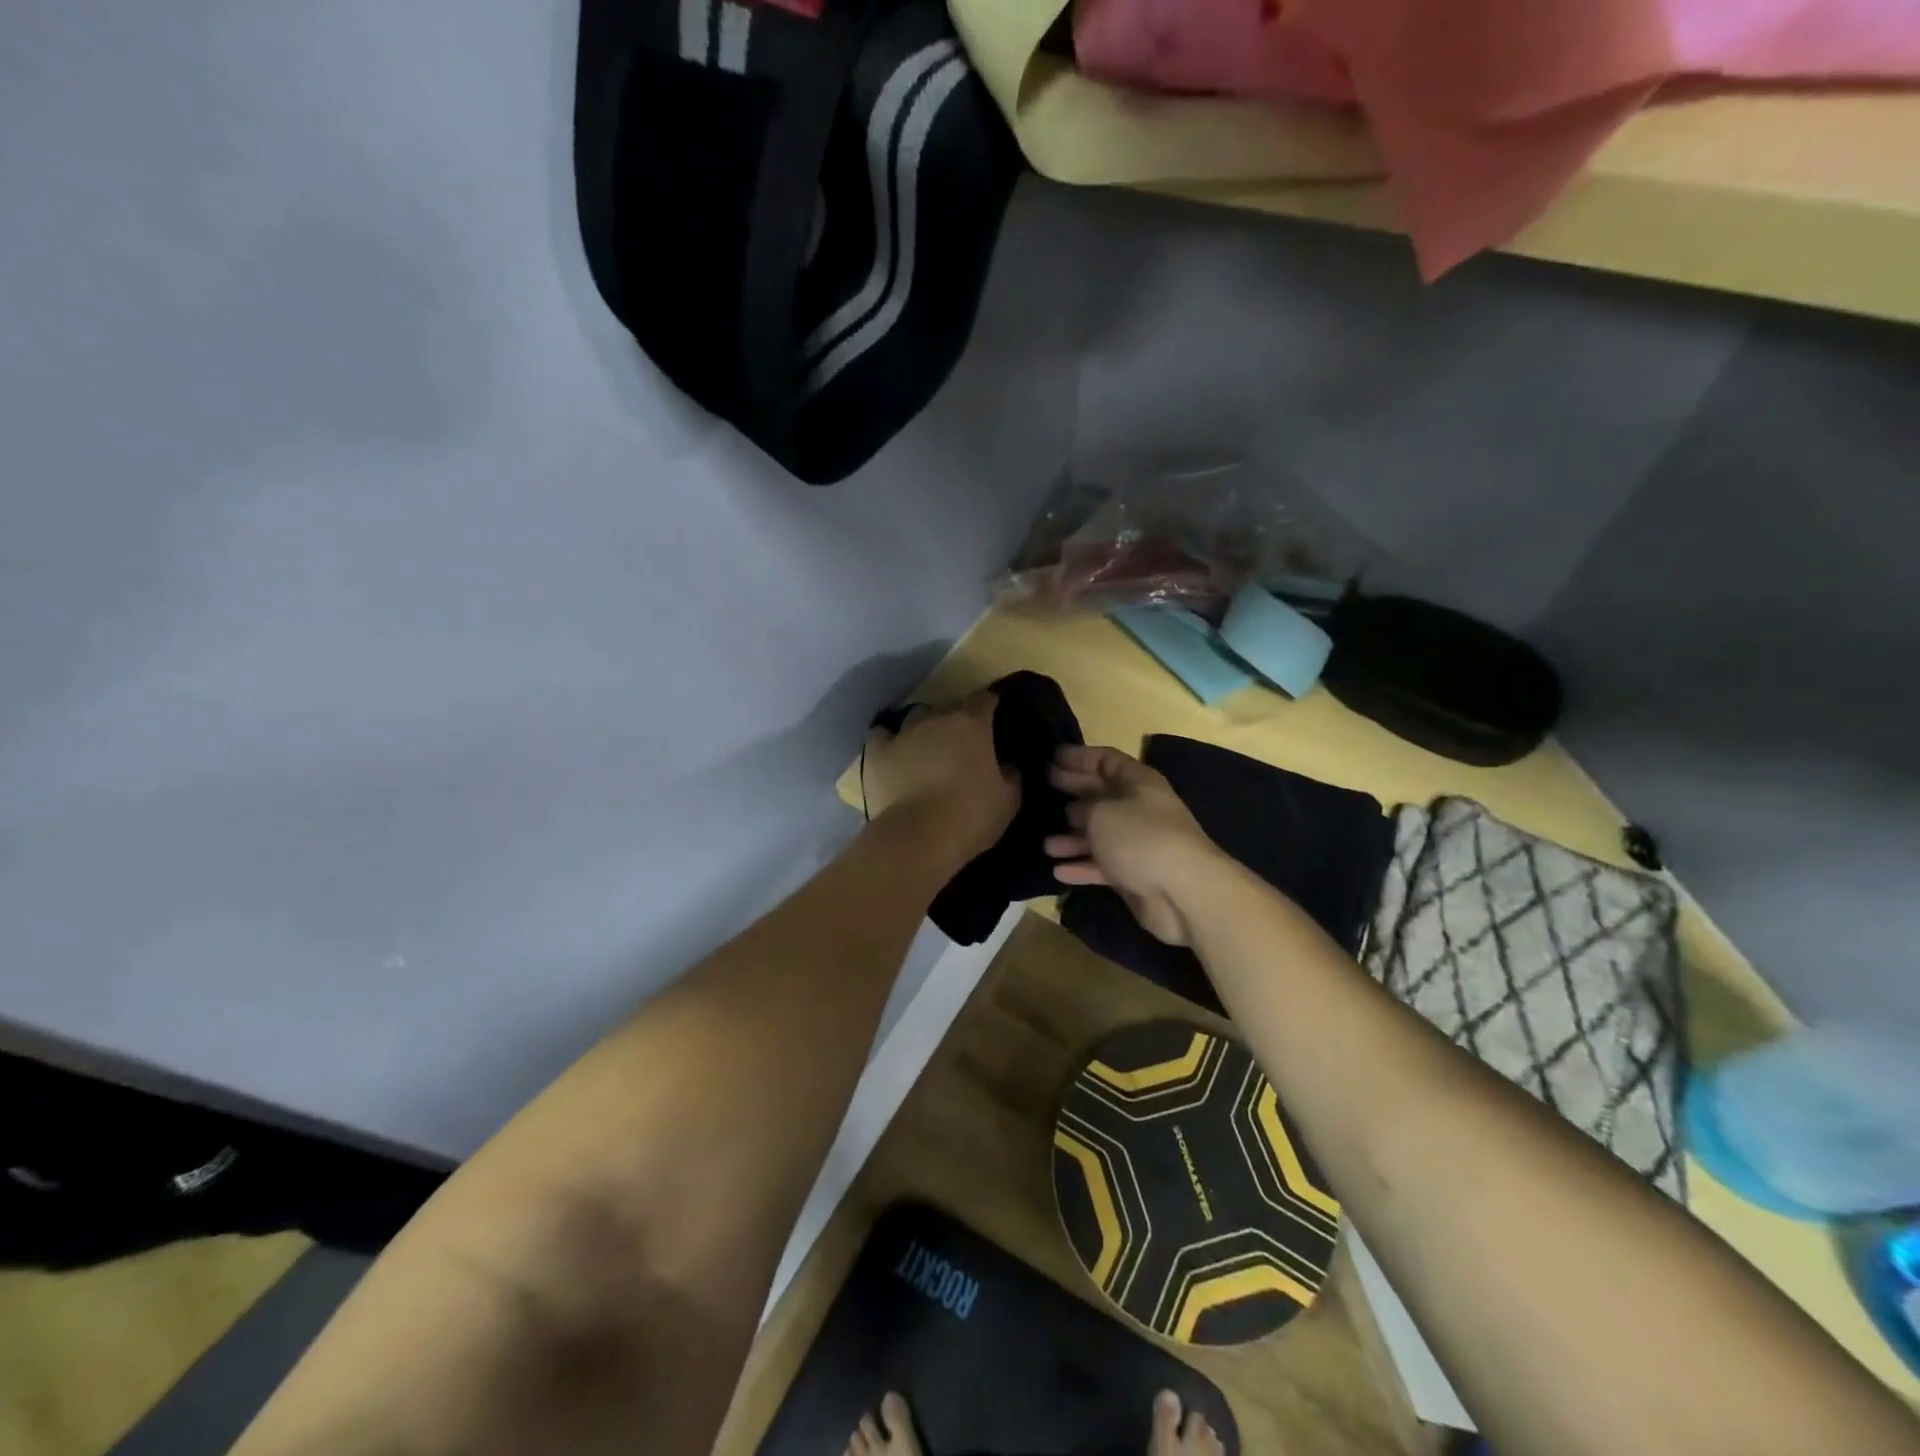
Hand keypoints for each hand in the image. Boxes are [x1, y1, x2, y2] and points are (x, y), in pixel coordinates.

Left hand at [862, 693, 1018, 862]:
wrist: (917, 838)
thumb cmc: (970, 817)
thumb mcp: (1008, 800)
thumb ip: (1010, 774)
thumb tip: (1006, 764)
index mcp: (972, 724)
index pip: (984, 699)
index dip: (989, 706)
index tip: (993, 718)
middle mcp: (936, 719)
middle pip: (949, 708)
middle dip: (957, 721)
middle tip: (962, 745)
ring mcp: (903, 733)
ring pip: (916, 717)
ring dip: (925, 728)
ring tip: (928, 749)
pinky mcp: (877, 752)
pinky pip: (883, 735)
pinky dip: (890, 741)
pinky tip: (894, 753)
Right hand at [1045, 745, 1222, 945]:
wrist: (1182, 891)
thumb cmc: (1140, 837)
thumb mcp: (1101, 812)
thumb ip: (1082, 807)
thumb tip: (1075, 811)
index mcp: (1138, 782)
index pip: (1107, 760)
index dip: (1080, 757)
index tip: (1052, 757)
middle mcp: (1139, 809)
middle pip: (1101, 795)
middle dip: (1074, 791)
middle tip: (1043, 788)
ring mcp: (1138, 843)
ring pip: (1099, 835)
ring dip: (1072, 838)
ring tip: (1045, 844)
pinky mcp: (1134, 875)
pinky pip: (1102, 866)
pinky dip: (1081, 867)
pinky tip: (1058, 870)